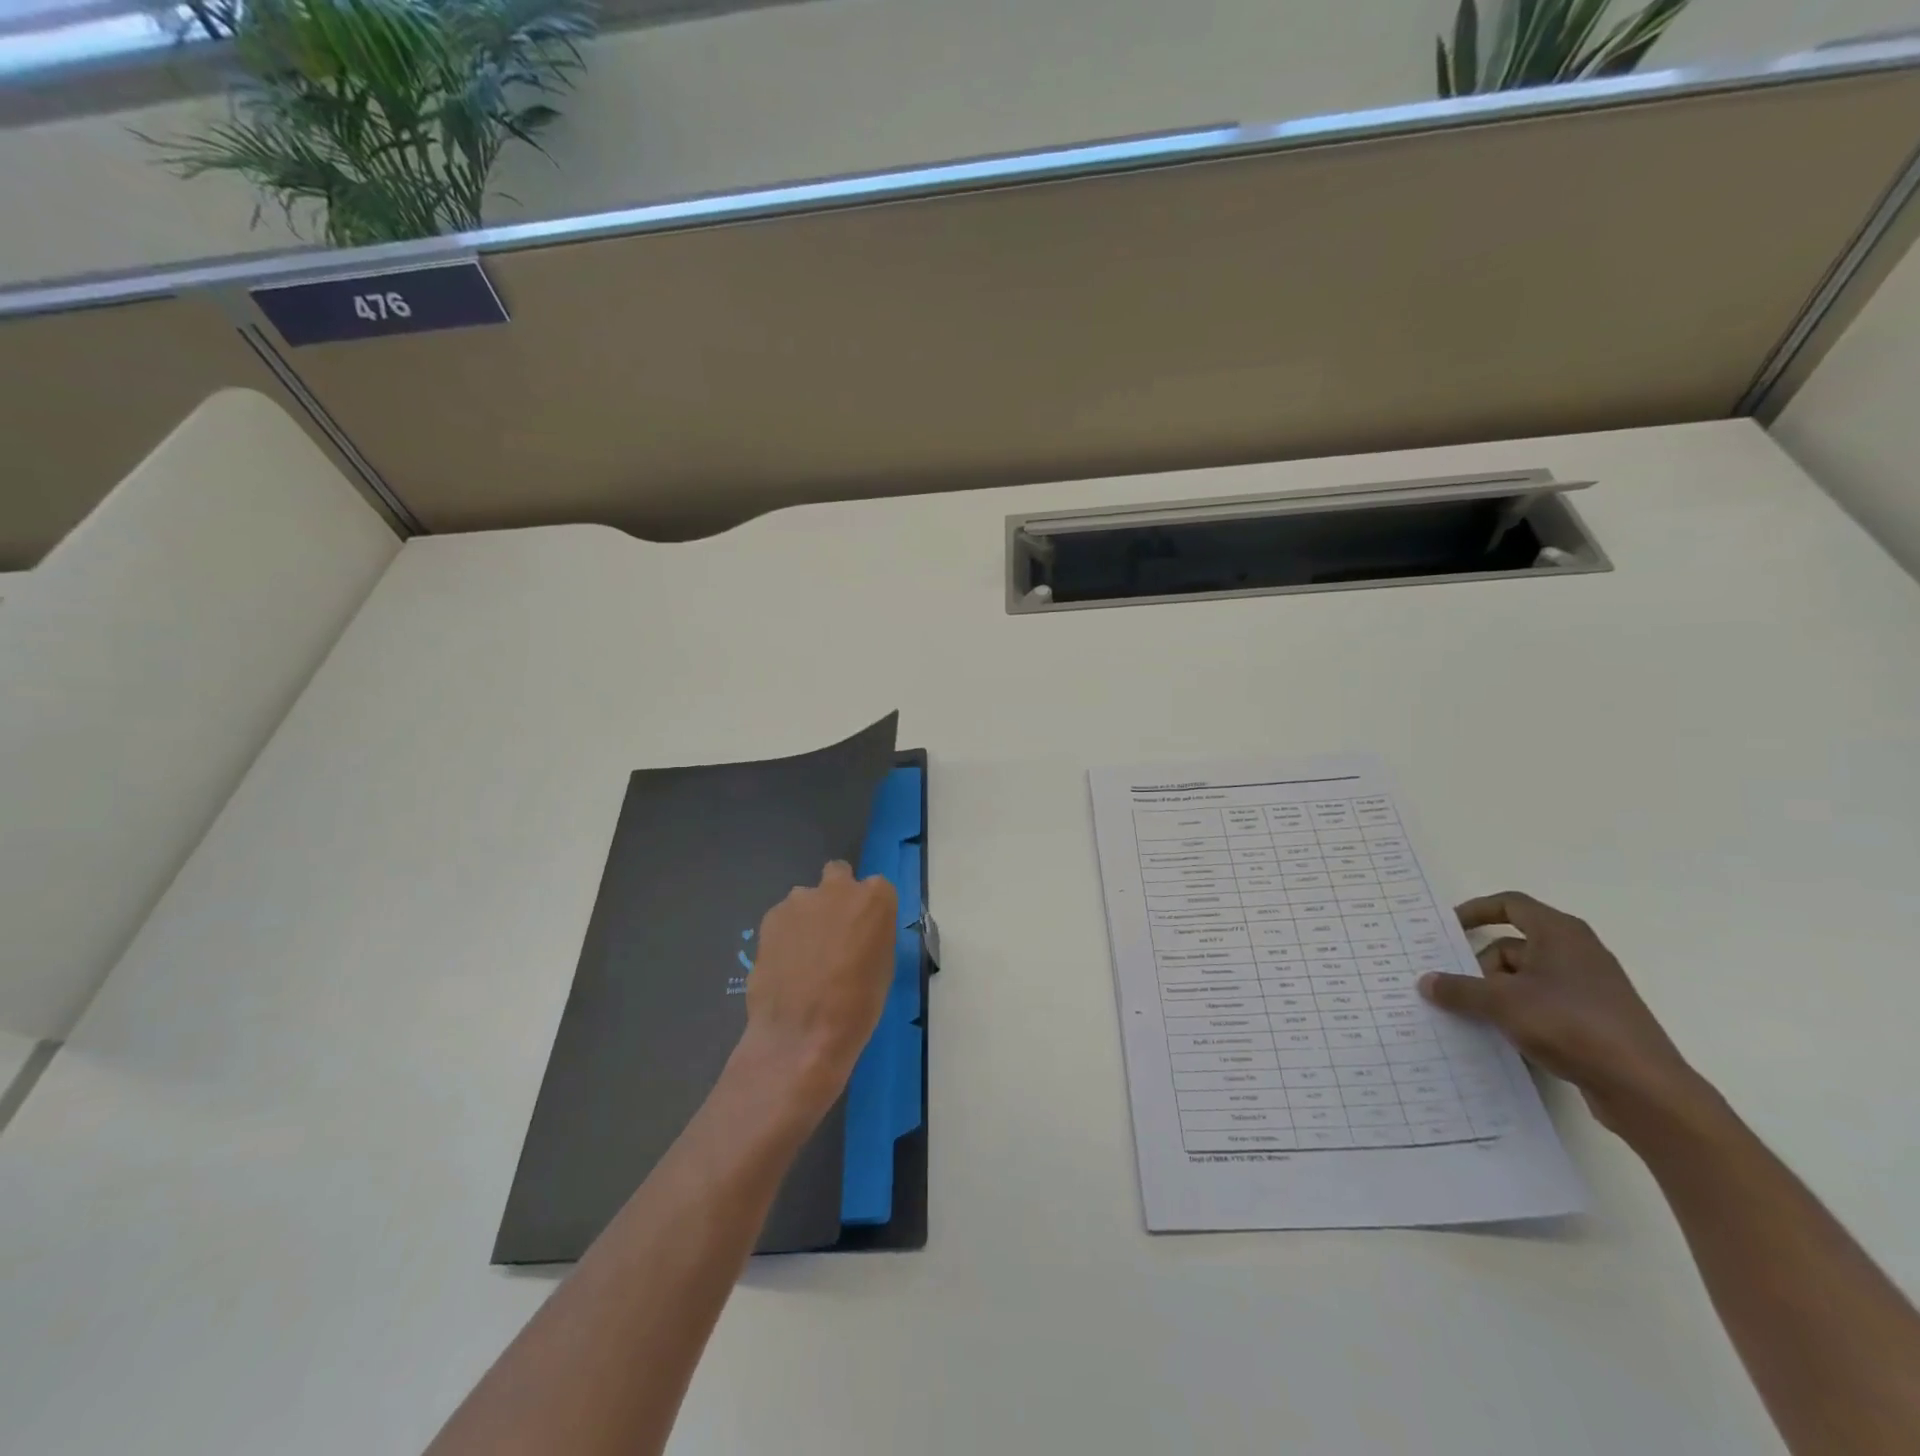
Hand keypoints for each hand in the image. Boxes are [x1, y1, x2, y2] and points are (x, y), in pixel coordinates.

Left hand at [736, 861, 896, 1121]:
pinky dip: (785, 935)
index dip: (870, 911)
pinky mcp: (770, 918)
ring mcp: (799, 900)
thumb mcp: (883, 967)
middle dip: (837, 895)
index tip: (866, 933)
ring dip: (808, 918)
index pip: (877, 889)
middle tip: (834, 933)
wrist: (802, 1033)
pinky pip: (783, 919)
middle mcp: (838, 889)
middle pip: (838, 875)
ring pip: (806, 899)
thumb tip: (858, 934)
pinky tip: (784, 967)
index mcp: (875, 899)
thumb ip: (872, 935)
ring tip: (804, 958)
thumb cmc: (858, 1007)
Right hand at [1418, 891, 1710, 1135]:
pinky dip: (1517, 1014)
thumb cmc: (1570, 1025)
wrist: (1644, 1088)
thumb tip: (1426, 982)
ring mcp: (1587, 989)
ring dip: (1495, 994)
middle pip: (1512, 946)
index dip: (1475, 911)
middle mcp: (1576, 953)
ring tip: (1469, 1016)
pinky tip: (1499, 1036)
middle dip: (1478, 966)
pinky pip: (1541, 1005)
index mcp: (1560, 934)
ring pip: (1524, 979)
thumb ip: (1459, 989)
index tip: (1445, 929)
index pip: (1510, 905)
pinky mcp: (1593, 1020)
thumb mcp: (1501, 1002)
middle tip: (1449, 987)